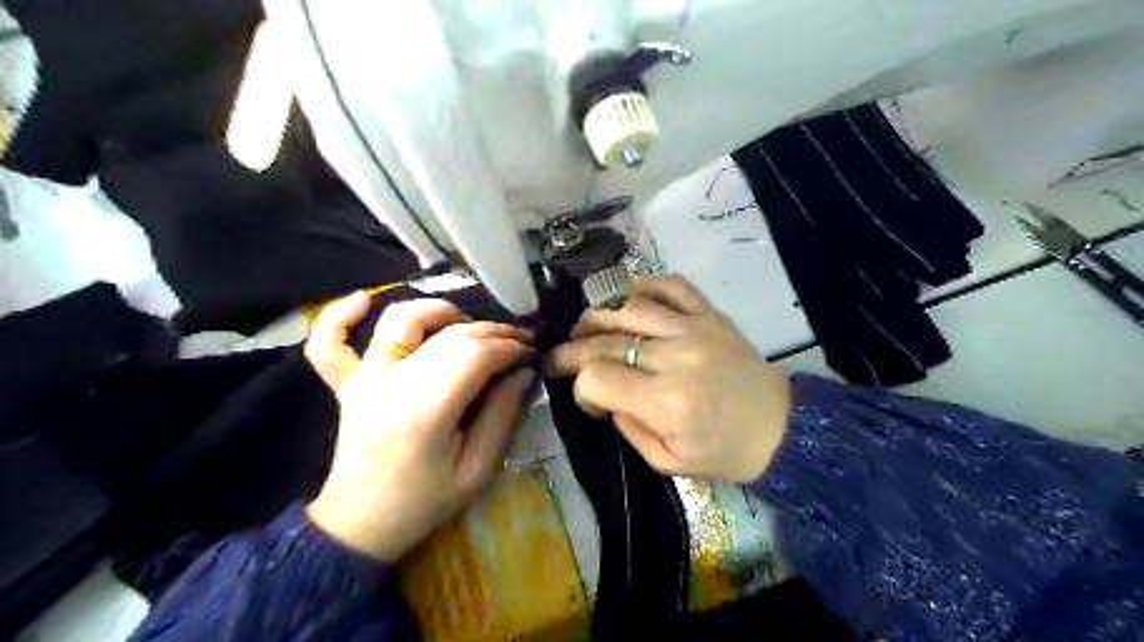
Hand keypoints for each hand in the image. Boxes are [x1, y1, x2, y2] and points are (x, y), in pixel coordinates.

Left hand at [303, 291, 536, 560]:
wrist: (360, 525)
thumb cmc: (424, 503)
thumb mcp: (478, 470)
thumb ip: (503, 416)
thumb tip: (522, 372)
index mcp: (426, 413)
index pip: (475, 356)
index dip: (509, 346)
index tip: (530, 352)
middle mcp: (391, 385)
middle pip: (449, 335)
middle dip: (492, 330)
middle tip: (518, 339)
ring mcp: (363, 380)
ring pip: (400, 321)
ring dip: (439, 311)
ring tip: (466, 322)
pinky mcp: (345, 384)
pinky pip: (328, 342)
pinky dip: (340, 315)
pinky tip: (364, 299)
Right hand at [548, 273, 792, 480]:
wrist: (780, 428)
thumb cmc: (724, 452)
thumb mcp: (667, 462)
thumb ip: (627, 428)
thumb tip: (603, 395)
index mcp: (665, 401)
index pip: (597, 376)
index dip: (580, 386)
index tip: (587, 398)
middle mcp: (675, 356)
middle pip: (605, 340)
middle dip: (573, 350)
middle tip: (561, 359)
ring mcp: (693, 328)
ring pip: (628, 306)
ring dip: (597, 315)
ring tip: (585, 328)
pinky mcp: (709, 314)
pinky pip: (670, 286)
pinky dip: (641, 286)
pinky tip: (625, 299)